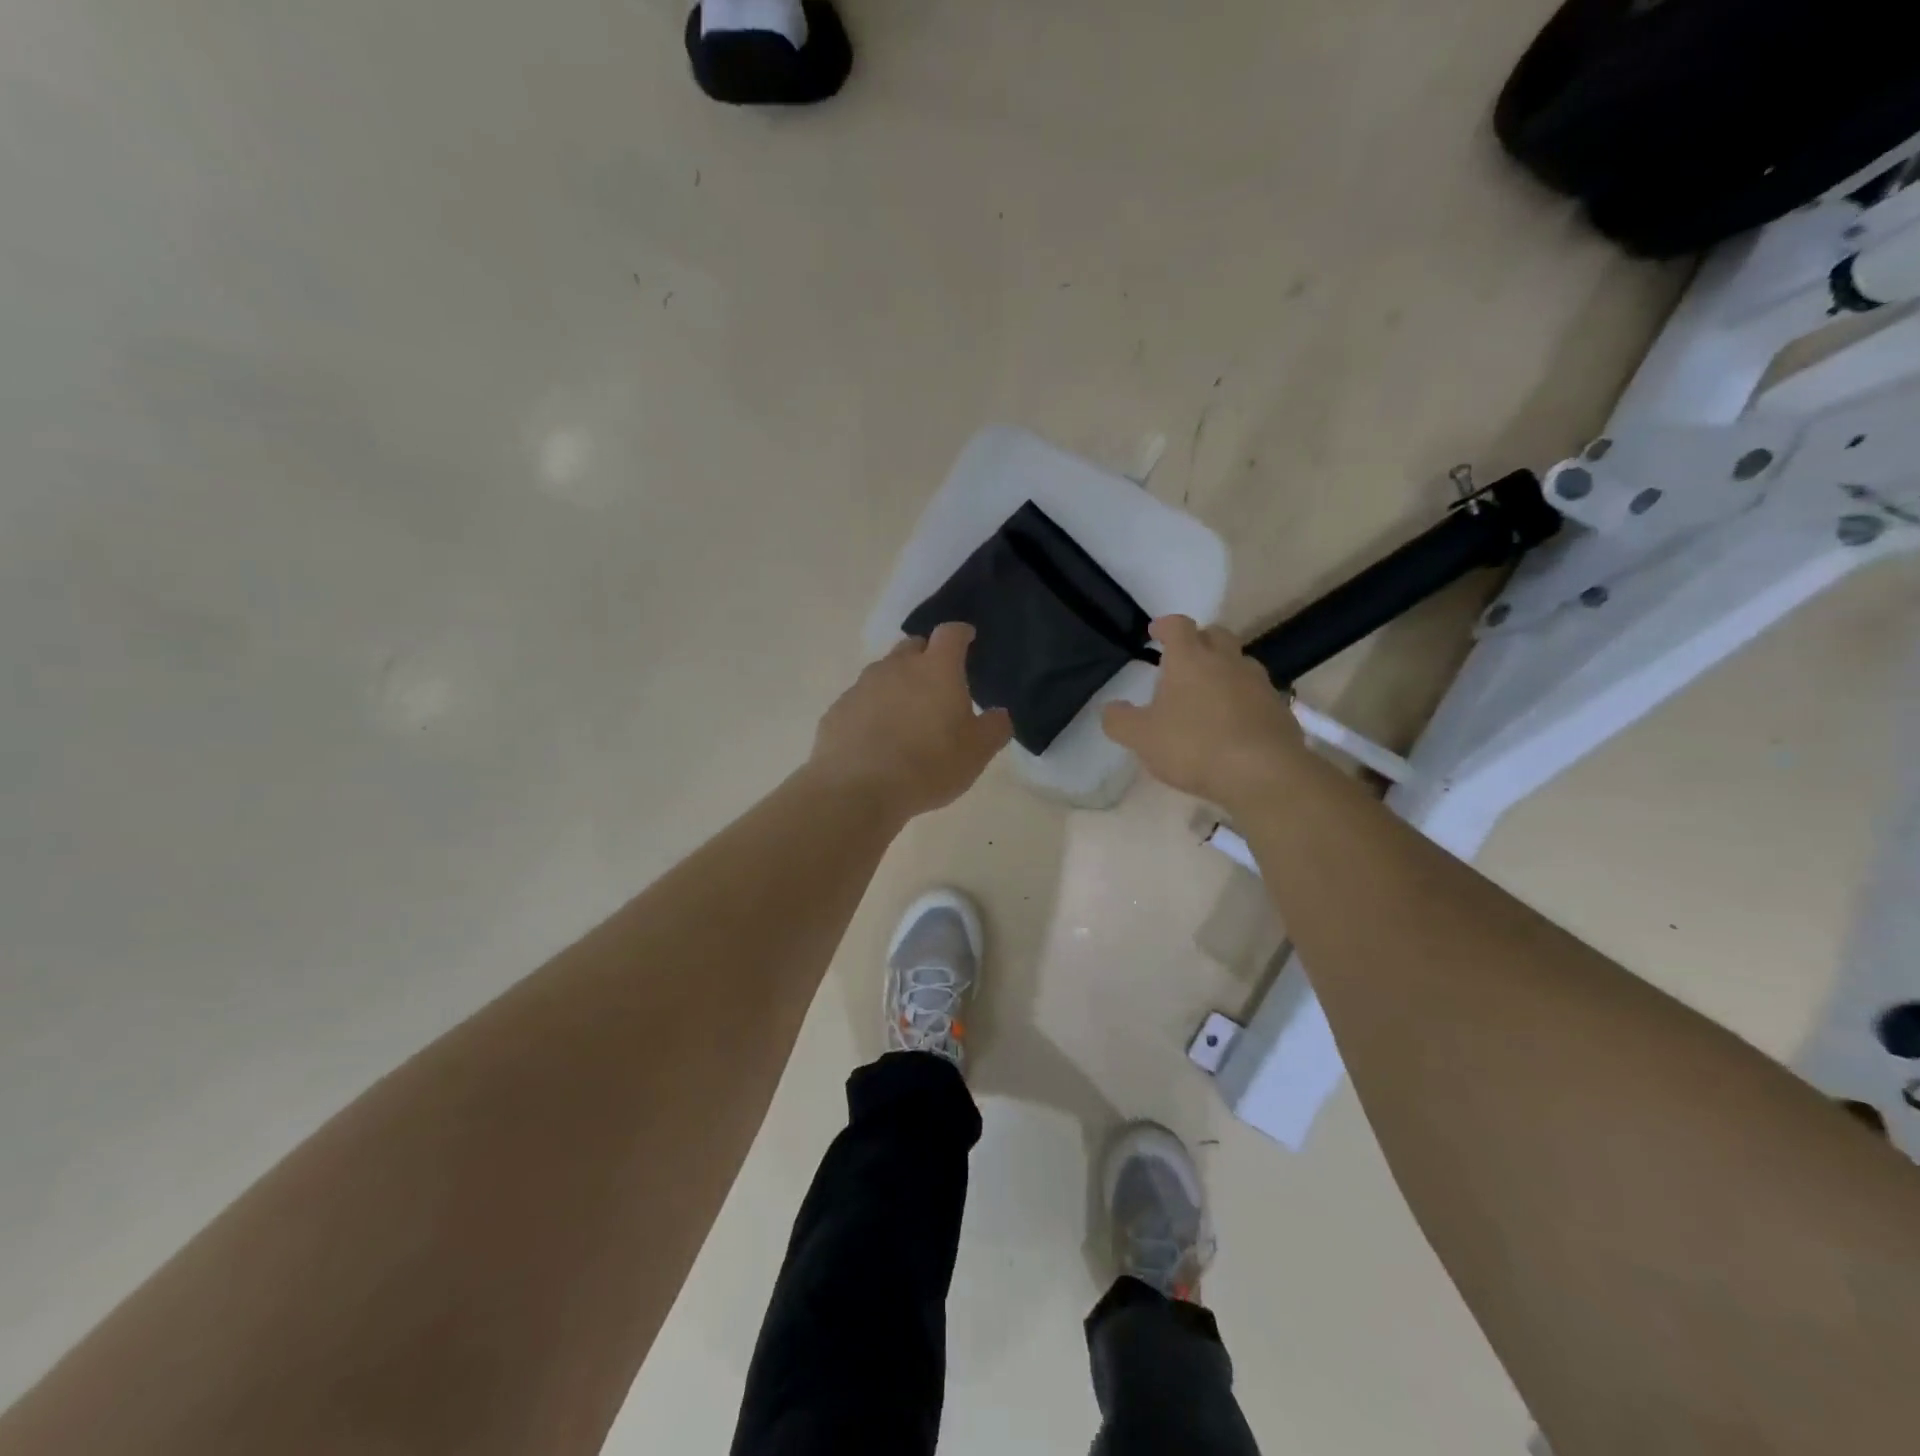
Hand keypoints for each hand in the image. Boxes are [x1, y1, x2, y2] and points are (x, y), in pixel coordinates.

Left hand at [808, 623, 1012, 821]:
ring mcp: (862, 686)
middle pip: (914, 646)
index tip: (969, 640)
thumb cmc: (928, 766)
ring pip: (885, 672)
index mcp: (936, 669)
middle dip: (927, 656)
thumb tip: (998, 714)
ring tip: (906, 714)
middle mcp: (897, 666)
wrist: (857, 790)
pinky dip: (873, 709)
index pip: (951, 633)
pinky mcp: (838, 709)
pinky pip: (861, 700)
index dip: (962, 634)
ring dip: (898, 684)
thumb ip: (994, 728)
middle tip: (938, 683)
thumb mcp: (976, 753)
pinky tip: (877, 737)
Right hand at [1102, 616, 1308, 809]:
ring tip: (1208, 693)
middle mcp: (1227, 661)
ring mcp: (1258, 683)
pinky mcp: (1279, 708)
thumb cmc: (1194, 746)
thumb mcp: (1141, 738)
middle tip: (1184, 659)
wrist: (1264, 773)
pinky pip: (1256, 693)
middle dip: (1199, 640)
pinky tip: (1233, 722)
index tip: (1155, 632)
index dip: (1165, 626)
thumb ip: (1120, 720)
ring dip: (1223, 669)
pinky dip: (1243, 698)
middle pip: (1215, 635)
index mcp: (1190, 659)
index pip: (1178, 626)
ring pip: (1239, 662)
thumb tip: (1111, 709)